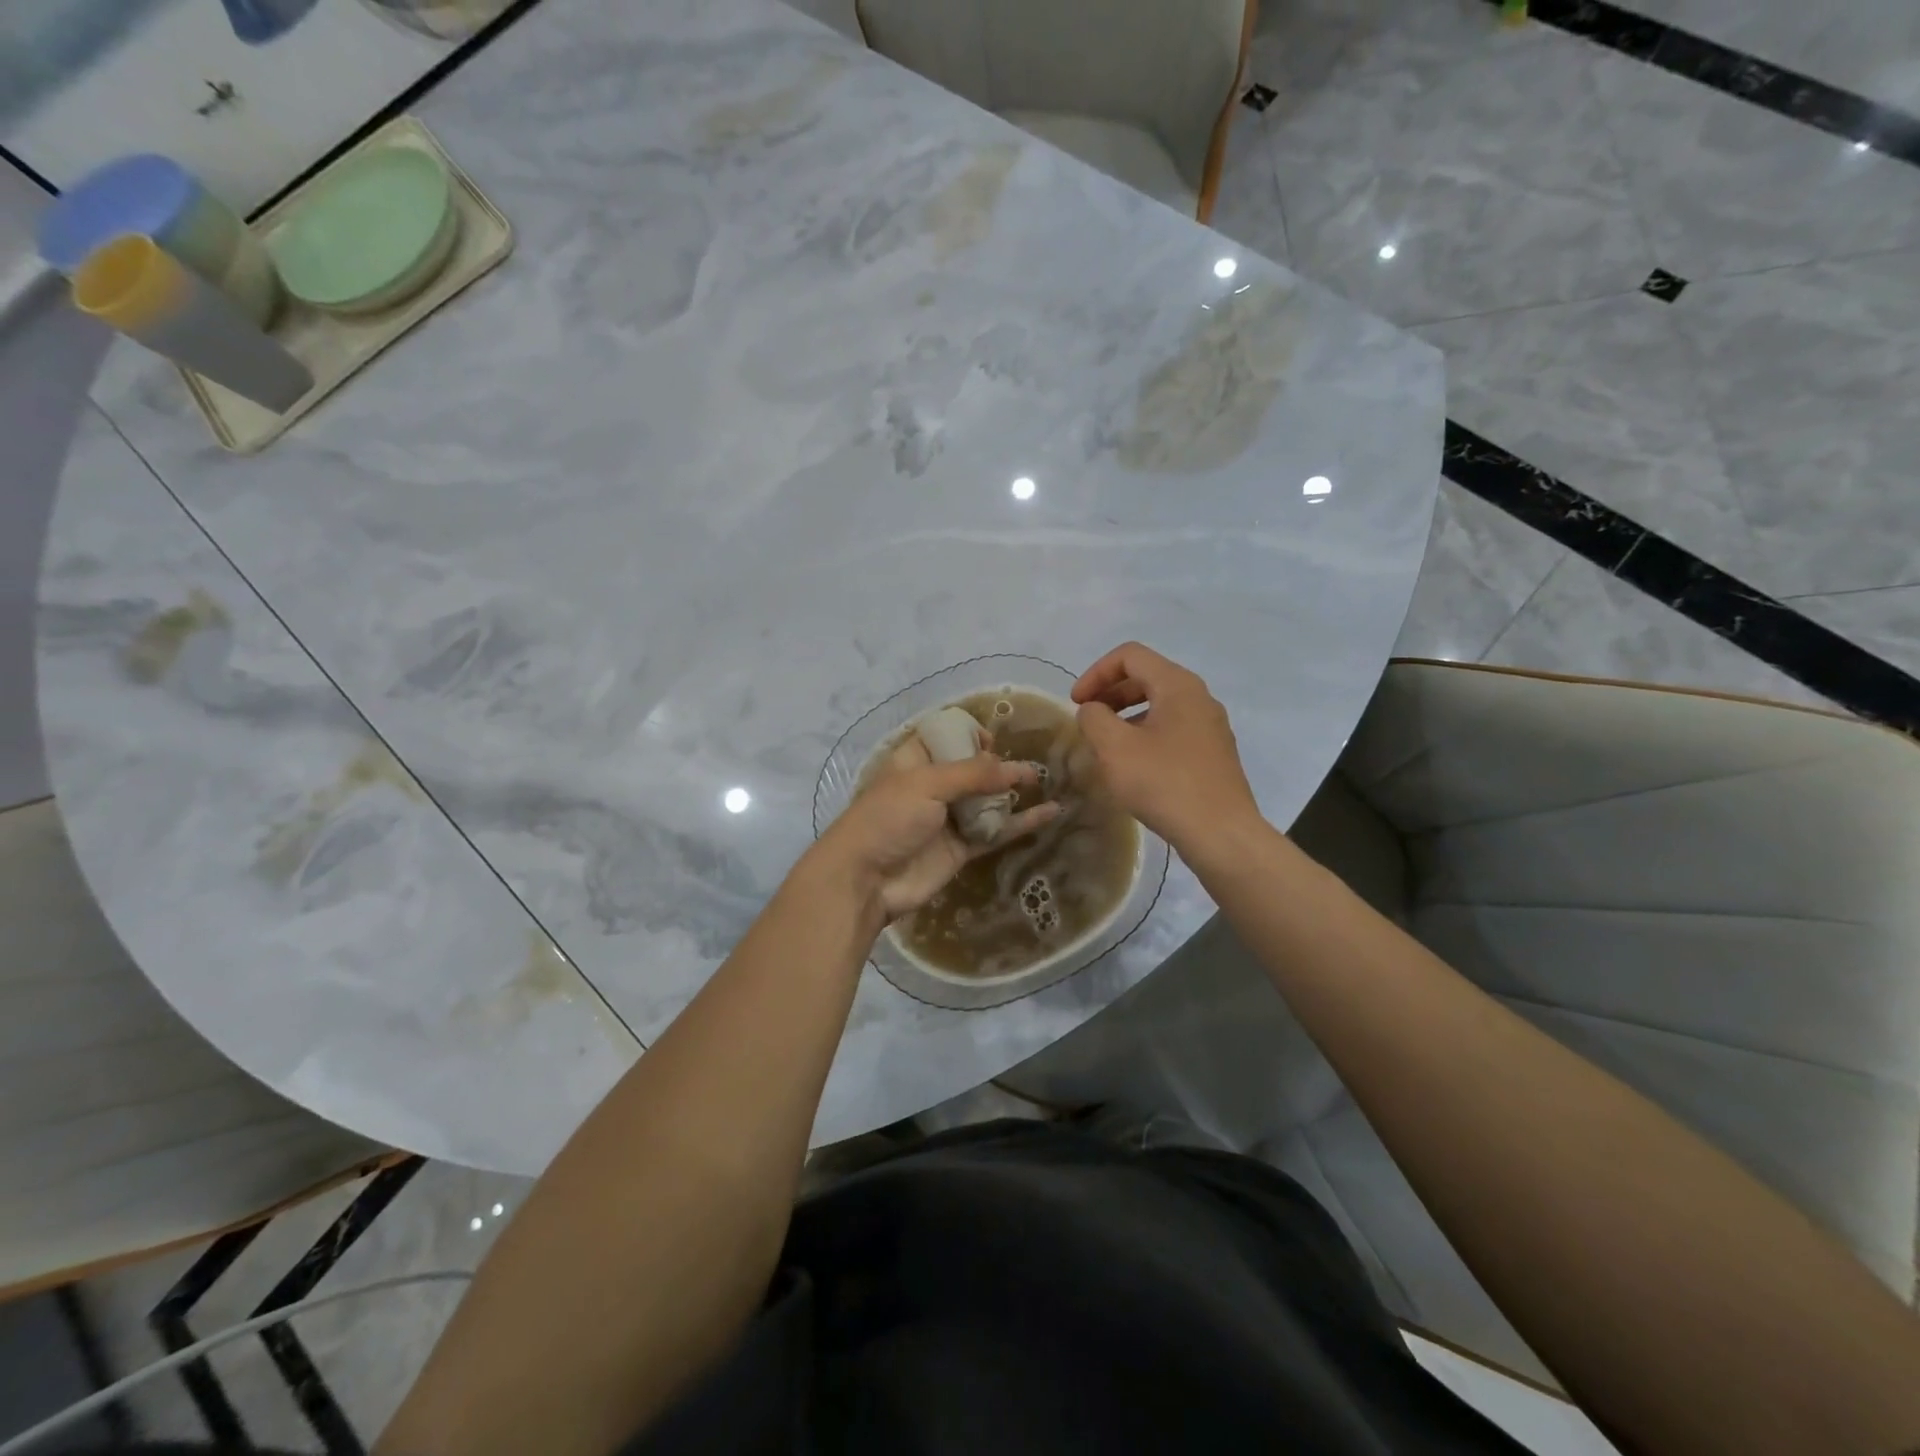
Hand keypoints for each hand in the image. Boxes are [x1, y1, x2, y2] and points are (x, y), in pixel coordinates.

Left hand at [810, 738, 1059, 926]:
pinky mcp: (961, 848)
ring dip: (1014, 791)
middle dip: (999, 764)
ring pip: (988, 800)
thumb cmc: (888, 819)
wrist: (865, 881)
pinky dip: (1022, 823)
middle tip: (1027, 766)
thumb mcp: (926, 784)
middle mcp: (933, 786)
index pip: (945, 736)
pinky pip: (996, 831)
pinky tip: (1051, 812)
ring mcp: (948, 818)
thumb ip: (973, 774)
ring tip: (1046, 782)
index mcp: (915, 761)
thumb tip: (1017, 769)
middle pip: (972, 768)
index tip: (993, 740)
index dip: (969, 734)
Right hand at [1071, 642, 1259, 852]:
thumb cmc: (1164, 783)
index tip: (1076, 703)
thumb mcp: (1114, 748)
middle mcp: (1199, 697)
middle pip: (1146, 676)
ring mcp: (1210, 726)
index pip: (1130, 656)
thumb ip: (1094, 718)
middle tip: (1087, 720)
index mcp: (1178, 685)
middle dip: (1110, 693)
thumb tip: (1093, 710)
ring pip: (1160, 704)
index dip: (1095, 673)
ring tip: (1106, 744)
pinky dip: (1146, 734)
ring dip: (1126, 716)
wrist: (1220, 833)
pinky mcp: (1213, 753)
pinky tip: (1133, 766)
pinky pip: (1173, 729)